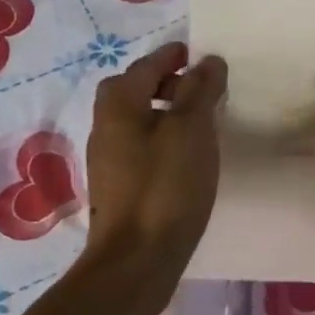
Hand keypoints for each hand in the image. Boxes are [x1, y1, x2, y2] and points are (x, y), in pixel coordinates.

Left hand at [84, 42, 227, 271]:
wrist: (136, 260)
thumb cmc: (166, 187)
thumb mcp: (191, 130)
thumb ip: (200, 91)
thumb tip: (208, 61)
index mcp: (119, 106)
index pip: (145, 66)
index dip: (171, 56)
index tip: (195, 54)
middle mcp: (106, 128)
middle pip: (133, 92)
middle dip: (163, 83)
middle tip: (197, 88)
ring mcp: (109, 162)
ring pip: (137, 123)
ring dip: (164, 114)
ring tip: (199, 122)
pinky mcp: (120, 189)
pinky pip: (141, 149)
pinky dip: (162, 141)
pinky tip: (186, 159)